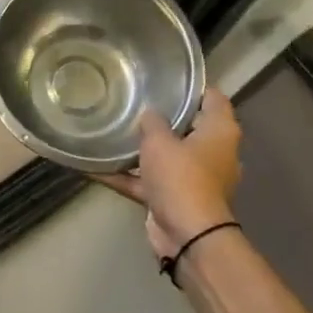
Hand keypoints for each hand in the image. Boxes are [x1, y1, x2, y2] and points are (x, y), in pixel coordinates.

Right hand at [94, 88, 241, 259]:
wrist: (188, 236)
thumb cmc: (181, 177)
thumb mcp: (160, 141)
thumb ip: (152, 122)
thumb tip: (149, 115)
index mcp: (220, 132)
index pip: (212, 97)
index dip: (192, 86)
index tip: (166, 77)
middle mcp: (212, 152)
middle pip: (188, 125)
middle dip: (162, 115)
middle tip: (134, 99)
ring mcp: (193, 177)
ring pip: (165, 155)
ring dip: (142, 148)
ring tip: (112, 128)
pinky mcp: (174, 198)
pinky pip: (147, 181)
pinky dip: (125, 176)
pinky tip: (92, 167)